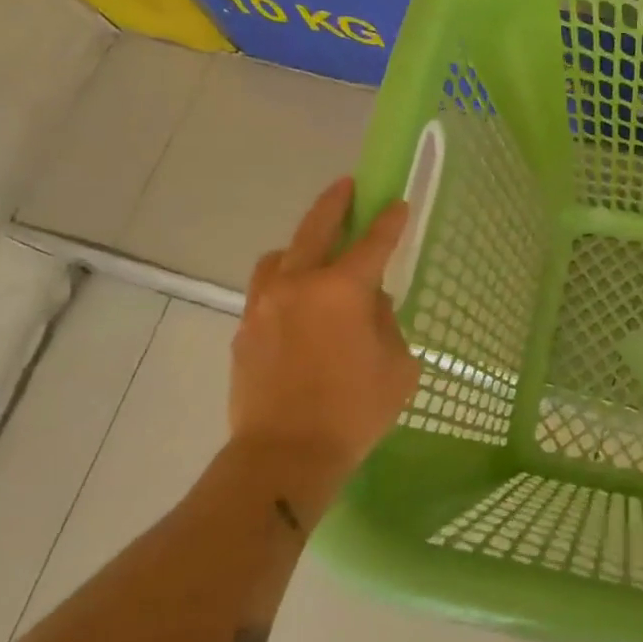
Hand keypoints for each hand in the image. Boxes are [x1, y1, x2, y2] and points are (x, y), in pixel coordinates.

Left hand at [227, 177, 420, 495]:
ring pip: (280, 256)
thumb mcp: (397, 367)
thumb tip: (370, 304)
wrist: (284, 456)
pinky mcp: (244, 329)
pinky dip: (284, 284)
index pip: (373, 242)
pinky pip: (265, 290)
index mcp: (342, 290)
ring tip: (316, 254)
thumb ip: (387, 323)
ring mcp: (264, 304)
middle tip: (348, 186)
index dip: (389, 220)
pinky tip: (298, 305)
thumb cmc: (354, 412)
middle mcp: (299, 284)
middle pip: (316, 228)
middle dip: (335, 202)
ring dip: (301, 245)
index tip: (397, 202)